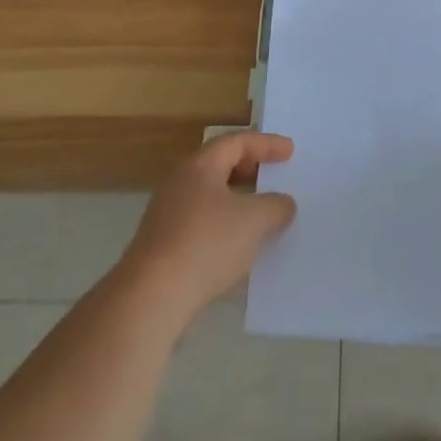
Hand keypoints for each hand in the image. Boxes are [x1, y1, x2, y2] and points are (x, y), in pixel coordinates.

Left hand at [119, 132, 296, 328]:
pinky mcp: (161, 245)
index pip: (238, 142)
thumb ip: (275, 206)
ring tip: (260, 212)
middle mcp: (180, 182)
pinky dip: (223, 223)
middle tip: (273, 175)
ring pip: (209, 195)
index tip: (290, 151)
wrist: (149, 298)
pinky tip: (236, 245)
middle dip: (250, 168)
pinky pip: (200, 221)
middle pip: (220, 164)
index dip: (267, 144)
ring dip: (237, 199)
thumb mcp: (254, 221)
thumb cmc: (205, 244)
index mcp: (200, 165)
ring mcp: (166, 214)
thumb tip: (284, 204)